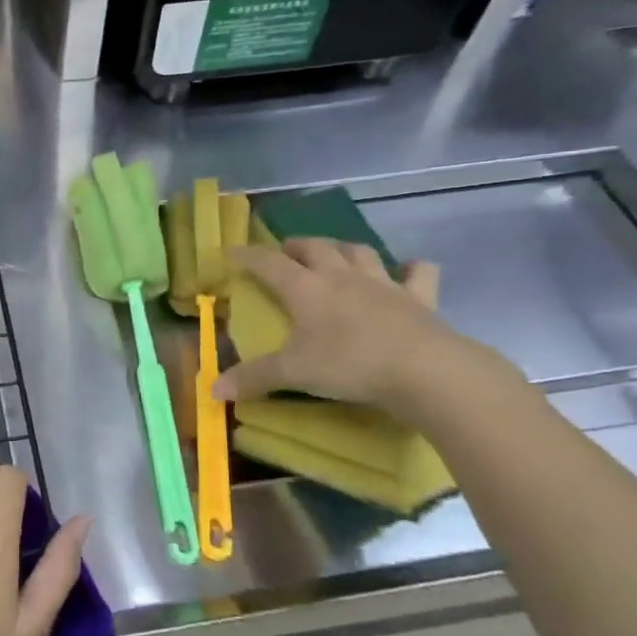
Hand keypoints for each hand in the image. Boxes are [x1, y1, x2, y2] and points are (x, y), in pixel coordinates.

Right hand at [213, 238, 467, 412]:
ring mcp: (382, 283)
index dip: (247, 256)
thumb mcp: (294, 373)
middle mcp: (340, 276)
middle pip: (315, 247)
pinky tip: (408, 270)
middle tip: (285, 254)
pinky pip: (418, 273)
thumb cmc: (349, 364)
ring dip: (343, 249)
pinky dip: (411, 269)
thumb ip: (254, 378)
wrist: (423, 370)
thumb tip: (213, 390)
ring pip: (359, 251)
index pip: (268, 263)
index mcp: (306, 289)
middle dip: (296, 246)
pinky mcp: (418, 298)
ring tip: (335, 256)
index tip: (231, 253)